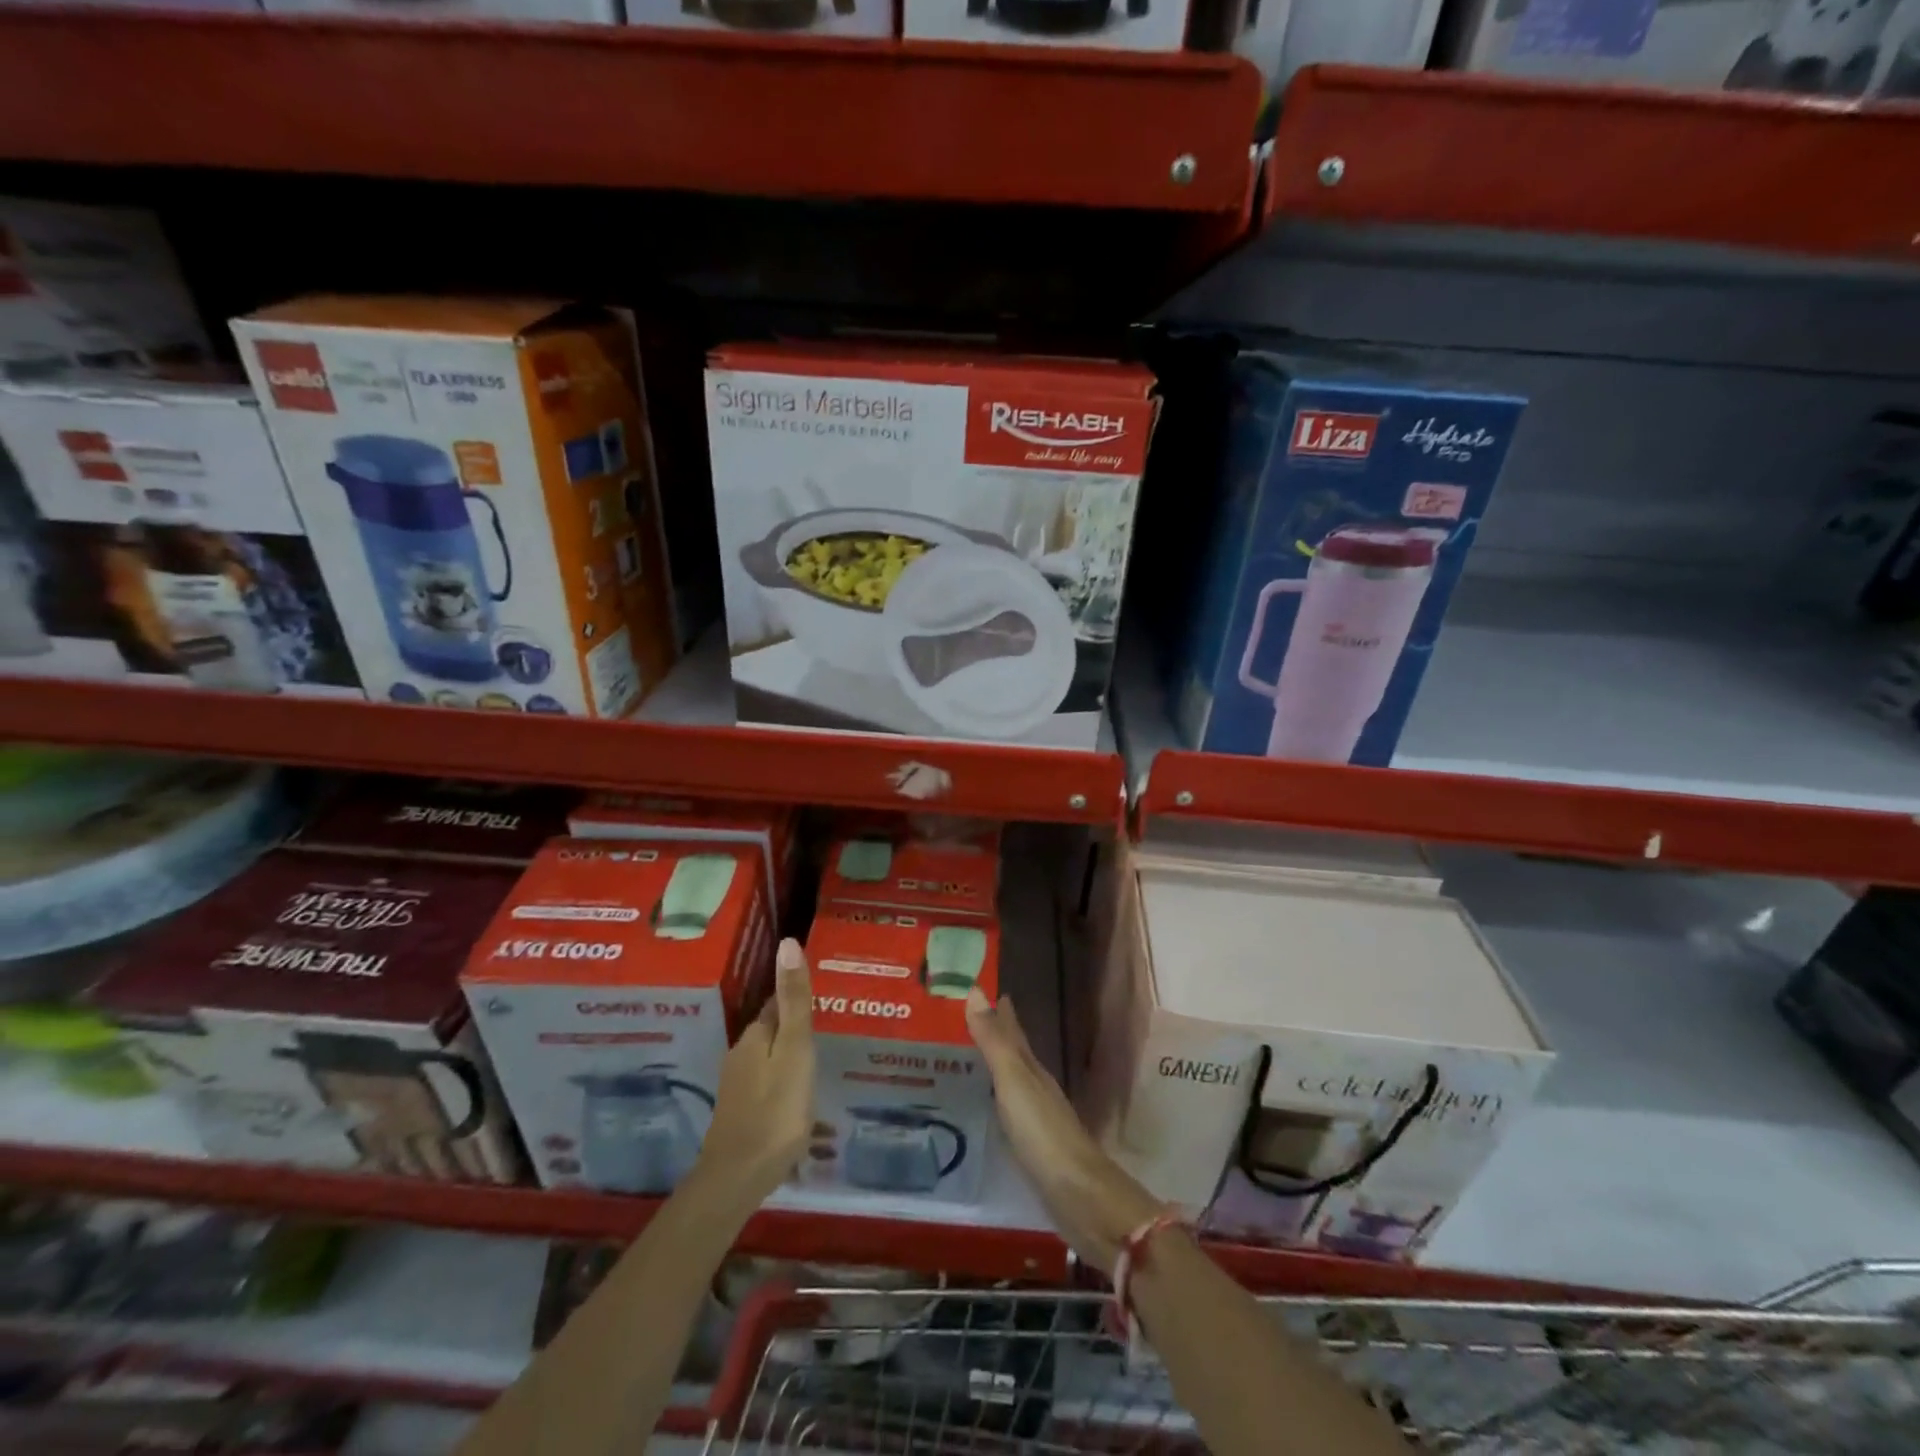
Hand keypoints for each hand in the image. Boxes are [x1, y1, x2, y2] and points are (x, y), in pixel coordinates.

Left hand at [693, 938, 814, 1210]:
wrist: (737, 1178)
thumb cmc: (775, 1109)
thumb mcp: (795, 1050)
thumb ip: (794, 1000)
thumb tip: (787, 942)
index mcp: (756, 1035)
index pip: (778, 1002)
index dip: (798, 995)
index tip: (824, 994)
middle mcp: (741, 1053)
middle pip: (772, 1029)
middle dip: (795, 1026)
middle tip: (828, 1027)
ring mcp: (738, 1085)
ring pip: (769, 1057)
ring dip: (789, 1054)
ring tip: (819, 1060)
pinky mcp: (740, 1112)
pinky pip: (766, 1082)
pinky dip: (783, 1080)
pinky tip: (798, 1095)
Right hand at [967, 989, 1160, 1276]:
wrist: (1078, 1194)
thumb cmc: (1043, 1132)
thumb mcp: (1013, 1081)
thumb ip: (994, 1040)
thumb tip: (975, 990)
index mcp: (1031, 1068)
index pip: (1012, 1030)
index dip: (998, 1009)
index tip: (980, 987)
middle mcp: (1035, 1086)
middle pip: (1013, 1052)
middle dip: (993, 1033)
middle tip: (964, 1017)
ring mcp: (1036, 1117)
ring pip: (1010, 1080)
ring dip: (992, 1065)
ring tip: (966, 1056)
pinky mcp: (1032, 1146)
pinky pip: (1007, 1109)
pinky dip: (994, 1098)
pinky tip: (984, 1105)